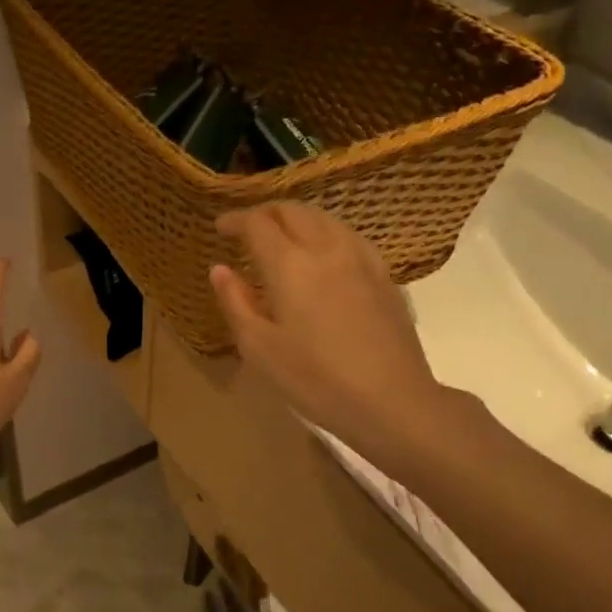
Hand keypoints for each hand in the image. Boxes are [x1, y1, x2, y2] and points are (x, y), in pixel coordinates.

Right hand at [208, 203, 448, 462]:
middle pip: (293, 211)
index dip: (234, 220)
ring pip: (324, 218)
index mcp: (290, 264)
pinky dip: (325, 233)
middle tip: (247, 229)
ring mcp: (361, 259)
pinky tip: (323, 255)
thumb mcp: (259, 348)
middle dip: (265, 213)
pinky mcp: (384, 275)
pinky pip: (349, 236)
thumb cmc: (315, 379)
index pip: (257, 224)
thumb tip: (220, 269)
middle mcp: (326, 249)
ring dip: (297, 219)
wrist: (392, 400)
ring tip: (282, 237)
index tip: (220, 227)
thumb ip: (235, 302)